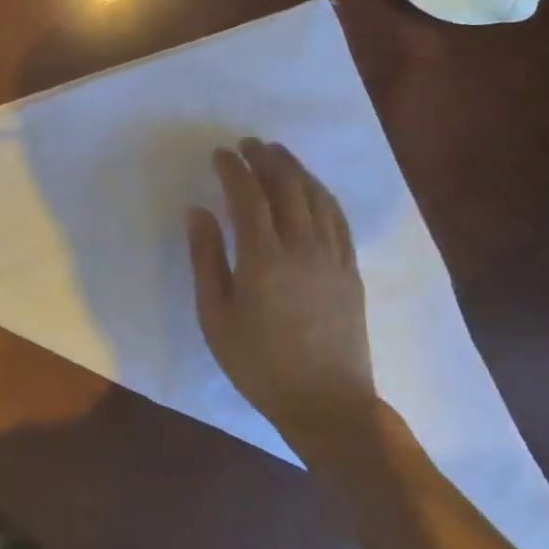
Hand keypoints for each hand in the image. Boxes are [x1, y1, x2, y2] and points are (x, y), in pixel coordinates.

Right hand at [187, 138, 374, 464]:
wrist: (327, 404)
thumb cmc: (259, 364)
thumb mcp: (215, 316)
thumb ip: (206, 259)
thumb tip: (198, 212)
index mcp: (263, 259)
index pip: (248, 197)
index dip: (234, 169)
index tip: (220, 153)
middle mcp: (302, 248)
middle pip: (287, 188)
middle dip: (267, 159)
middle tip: (249, 144)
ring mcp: (332, 258)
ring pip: (317, 197)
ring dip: (296, 170)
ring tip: (278, 154)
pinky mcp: (350, 271)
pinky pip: (338, 219)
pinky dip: (322, 194)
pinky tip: (312, 188)